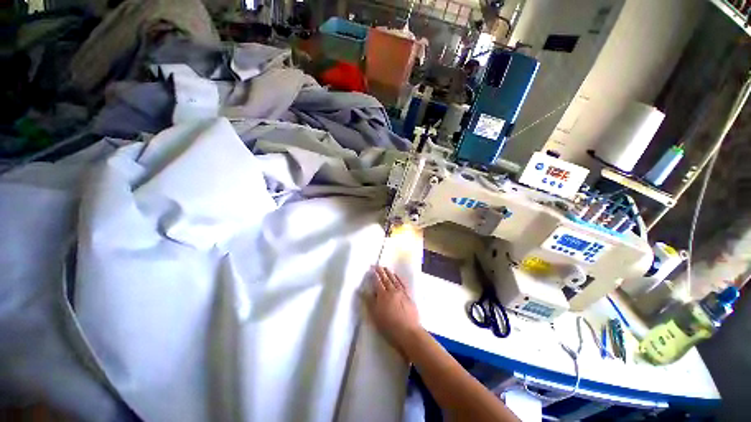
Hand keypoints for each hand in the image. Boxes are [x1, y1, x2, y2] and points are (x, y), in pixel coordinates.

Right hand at [364, 266, 421, 353]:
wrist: (408, 332)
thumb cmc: (389, 326)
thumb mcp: (375, 315)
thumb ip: (369, 301)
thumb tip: (361, 290)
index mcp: (383, 295)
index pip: (377, 282)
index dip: (374, 275)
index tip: (371, 269)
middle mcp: (392, 291)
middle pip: (386, 279)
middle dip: (381, 272)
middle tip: (377, 265)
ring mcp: (401, 293)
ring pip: (394, 280)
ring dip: (389, 273)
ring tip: (386, 268)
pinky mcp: (408, 296)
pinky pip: (402, 284)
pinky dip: (399, 278)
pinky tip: (397, 276)